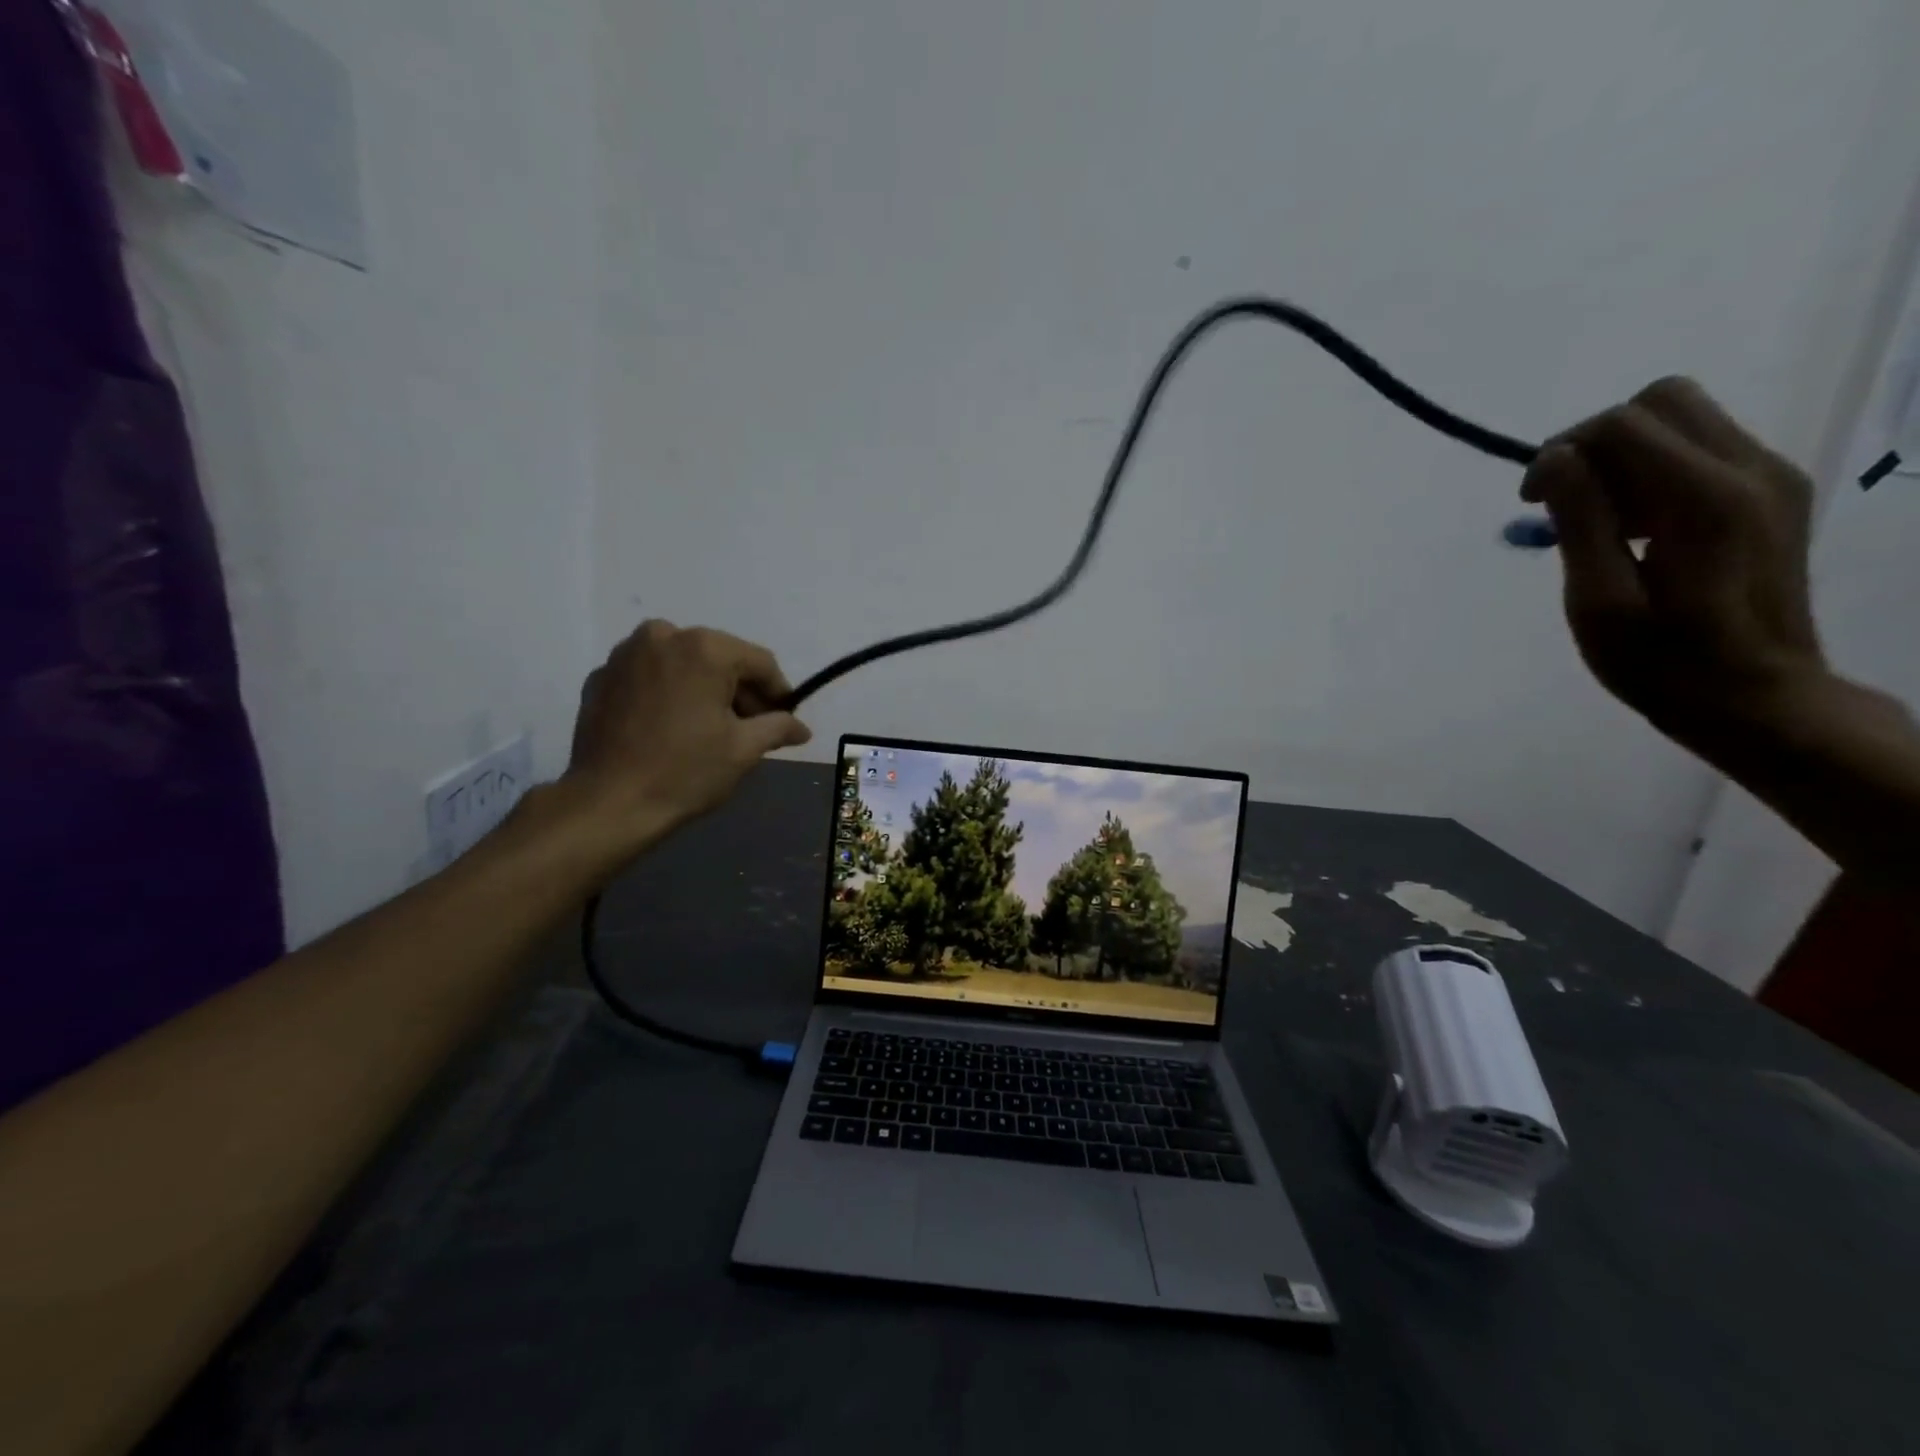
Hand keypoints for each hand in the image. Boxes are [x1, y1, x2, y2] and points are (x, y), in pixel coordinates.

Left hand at [565, 620, 810, 845]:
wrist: (608, 803)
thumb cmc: (686, 771)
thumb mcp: (744, 749)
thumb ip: (778, 727)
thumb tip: (802, 728)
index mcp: (704, 648)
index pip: (759, 662)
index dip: (778, 692)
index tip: (785, 719)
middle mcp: (663, 636)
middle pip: (719, 658)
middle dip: (739, 690)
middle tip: (750, 728)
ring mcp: (625, 654)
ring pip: (682, 663)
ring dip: (702, 688)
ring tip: (708, 727)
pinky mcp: (600, 677)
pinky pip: (649, 676)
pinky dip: (666, 693)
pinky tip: (670, 727)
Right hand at [1522, 377, 1825, 742]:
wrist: (1757, 697)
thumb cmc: (1661, 662)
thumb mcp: (1599, 602)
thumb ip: (1579, 521)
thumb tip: (1552, 458)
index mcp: (1704, 499)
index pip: (1622, 424)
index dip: (1561, 452)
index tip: (1530, 503)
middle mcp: (1751, 469)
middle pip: (1662, 401)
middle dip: (1596, 441)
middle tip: (1564, 500)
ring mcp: (1772, 477)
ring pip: (1683, 420)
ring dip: (1624, 457)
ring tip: (1598, 522)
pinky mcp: (1774, 493)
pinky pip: (1702, 449)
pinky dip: (1653, 472)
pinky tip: (1635, 528)